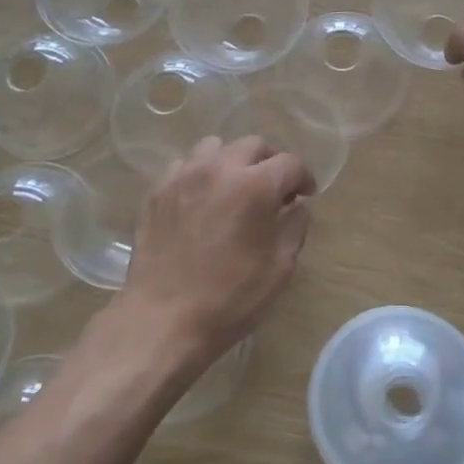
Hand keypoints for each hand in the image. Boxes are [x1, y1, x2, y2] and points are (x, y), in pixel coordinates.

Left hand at [116, 135, 314, 375]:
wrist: (163, 319)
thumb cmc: (230, 298)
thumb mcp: (279, 268)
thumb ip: (295, 228)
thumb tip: (298, 206)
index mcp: (256, 186)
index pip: (290, 163)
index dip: (304, 177)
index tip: (305, 195)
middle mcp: (220, 169)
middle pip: (253, 145)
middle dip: (270, 162)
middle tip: (273, 190)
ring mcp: (184, 176)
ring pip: (214, 147)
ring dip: (232, 161)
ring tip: (234, 188)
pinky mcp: (157, 191)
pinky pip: (183, 166)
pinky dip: (199, 175)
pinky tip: (201, 201)